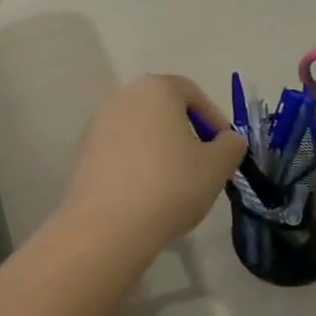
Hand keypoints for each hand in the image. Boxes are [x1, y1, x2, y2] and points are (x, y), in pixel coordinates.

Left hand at [57, 75, 245, 257]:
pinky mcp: (84, 152)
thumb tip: (229, 140)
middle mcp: (123, 97)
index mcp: (156, 89)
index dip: (214, 119)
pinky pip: (121, 150)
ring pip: (141, 130)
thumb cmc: (171, 185)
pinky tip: (148, 193)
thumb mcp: (216, 166)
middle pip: (164, 109)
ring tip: (176, 182)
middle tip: (203, 164)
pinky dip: (138, 163)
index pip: (192, 93)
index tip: (224, 148)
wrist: (108, 226)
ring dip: (161, 148)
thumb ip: (230, 146)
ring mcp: (98, 123)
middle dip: (186, 132)